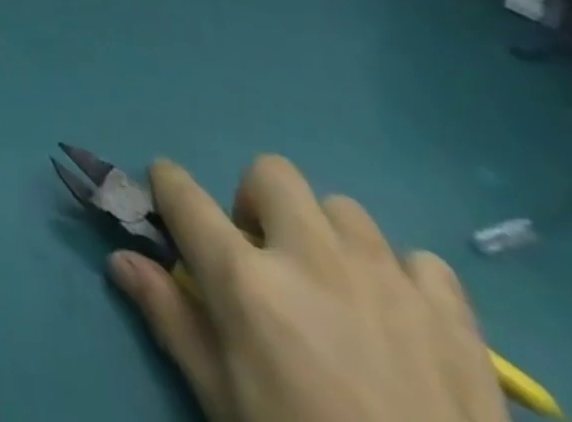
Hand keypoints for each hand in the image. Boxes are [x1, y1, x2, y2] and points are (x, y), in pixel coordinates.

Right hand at [110, 156, 507, 421]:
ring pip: (342, 208)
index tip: (166, 196)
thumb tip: (120, 260)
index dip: (166, 184)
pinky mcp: (451, 315)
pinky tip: (402, 321)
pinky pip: (421, 261)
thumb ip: (172, 320)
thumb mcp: (224, 400)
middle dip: (257, 203)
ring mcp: (385, 279)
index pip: (183, 194)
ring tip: (337, 290)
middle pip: (270, 173)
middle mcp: (309, 257)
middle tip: (265, 256)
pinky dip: (404, 278)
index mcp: (245, 280)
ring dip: (328, 236)